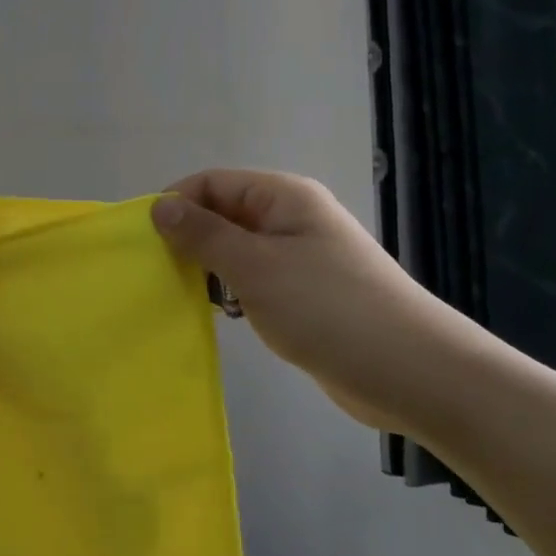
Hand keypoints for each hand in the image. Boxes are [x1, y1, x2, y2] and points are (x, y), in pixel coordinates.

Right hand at [152, 170, 489, 436]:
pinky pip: (256, 280)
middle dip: (189, 238)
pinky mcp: (306, 294)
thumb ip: (204, 235)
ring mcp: (301, 258)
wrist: (413, 372)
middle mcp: (292, 219)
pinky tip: (223, 315)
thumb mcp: (256, 267)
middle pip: (224, 213)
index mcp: (283, 198)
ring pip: (237, 250)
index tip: (142, 240)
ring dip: (209, 268)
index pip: (213, 182)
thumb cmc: (328, 309)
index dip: (176, 203)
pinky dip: (234, 292)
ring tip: (182, 295)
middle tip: (155, 271)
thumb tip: (159, 207)